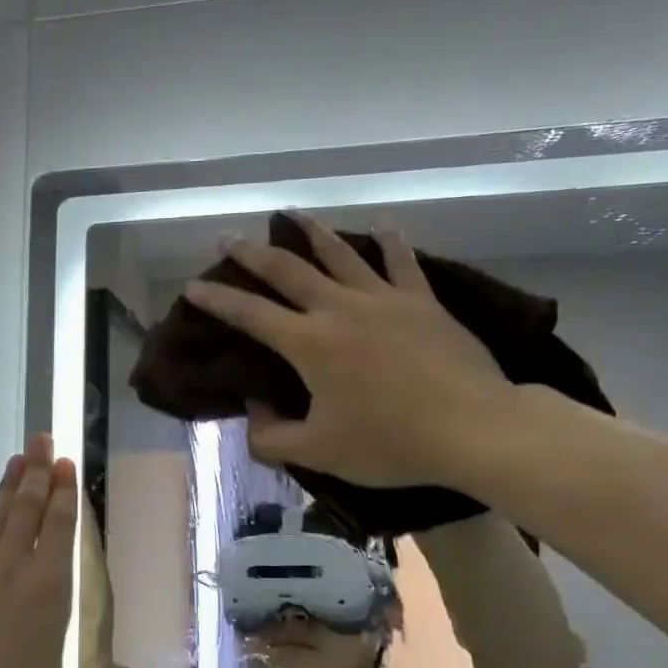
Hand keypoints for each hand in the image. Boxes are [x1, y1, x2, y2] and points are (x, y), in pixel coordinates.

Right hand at [183, 214, 518, 489]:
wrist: (475, 429)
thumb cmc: (391, 442)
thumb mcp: (318, 452)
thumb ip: (270, 435)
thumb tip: (255, 408)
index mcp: (310, 343)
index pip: (250, 315)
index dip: (217, 300)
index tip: (193, 287)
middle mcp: (340, 309)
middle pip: (288, 270)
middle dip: (252, 254)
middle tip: (228, 240)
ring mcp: (385, 299)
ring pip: (339, 254)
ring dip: (310, 232)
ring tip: (290, 215)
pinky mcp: (422, 301)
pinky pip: (401, 261)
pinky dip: (388, 241)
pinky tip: (378, 225)